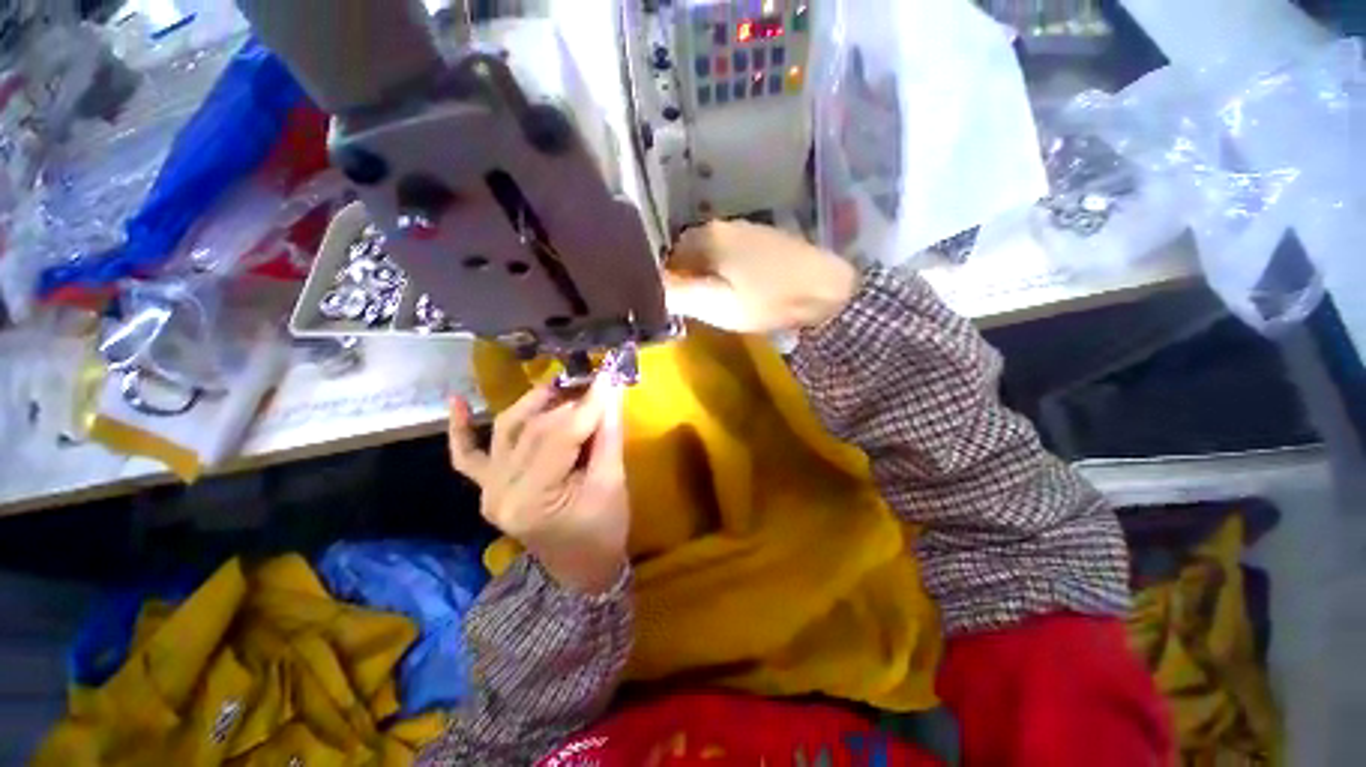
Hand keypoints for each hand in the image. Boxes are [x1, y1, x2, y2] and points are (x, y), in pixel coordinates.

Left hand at [448, 379, 628, 594]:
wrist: (581, 568)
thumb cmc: (603, 531)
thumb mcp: (612, 482)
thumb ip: (608, 433)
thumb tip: (610, 390)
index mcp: (532, 498)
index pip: (561, 436)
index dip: (588, 403)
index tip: (608, 375)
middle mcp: (499, 491)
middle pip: (535, 430)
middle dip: (569, 402)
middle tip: (595, 383)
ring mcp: (488, 488)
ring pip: (508, 430)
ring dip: (535, 403)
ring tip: (561, 384)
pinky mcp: (487, 487)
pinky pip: (467, 456)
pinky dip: (462, 429)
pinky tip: (457, 401)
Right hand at [664, 220, 859, 332]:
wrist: (826, 288)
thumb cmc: (768, 300)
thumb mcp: (717, 305)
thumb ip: (678, 294)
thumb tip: (649, 287)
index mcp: (705, 238)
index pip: (666, 257)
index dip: (667, 282)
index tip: (677, 304)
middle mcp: (719, 225)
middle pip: (686, 252)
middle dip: (686, 277)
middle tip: (698, 305)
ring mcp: (743, 228)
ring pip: (708, 252)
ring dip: (706, 274)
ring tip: (718, 299)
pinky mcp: (761, 237)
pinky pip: (728, 252)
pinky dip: (725, 269)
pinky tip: (738, 286)